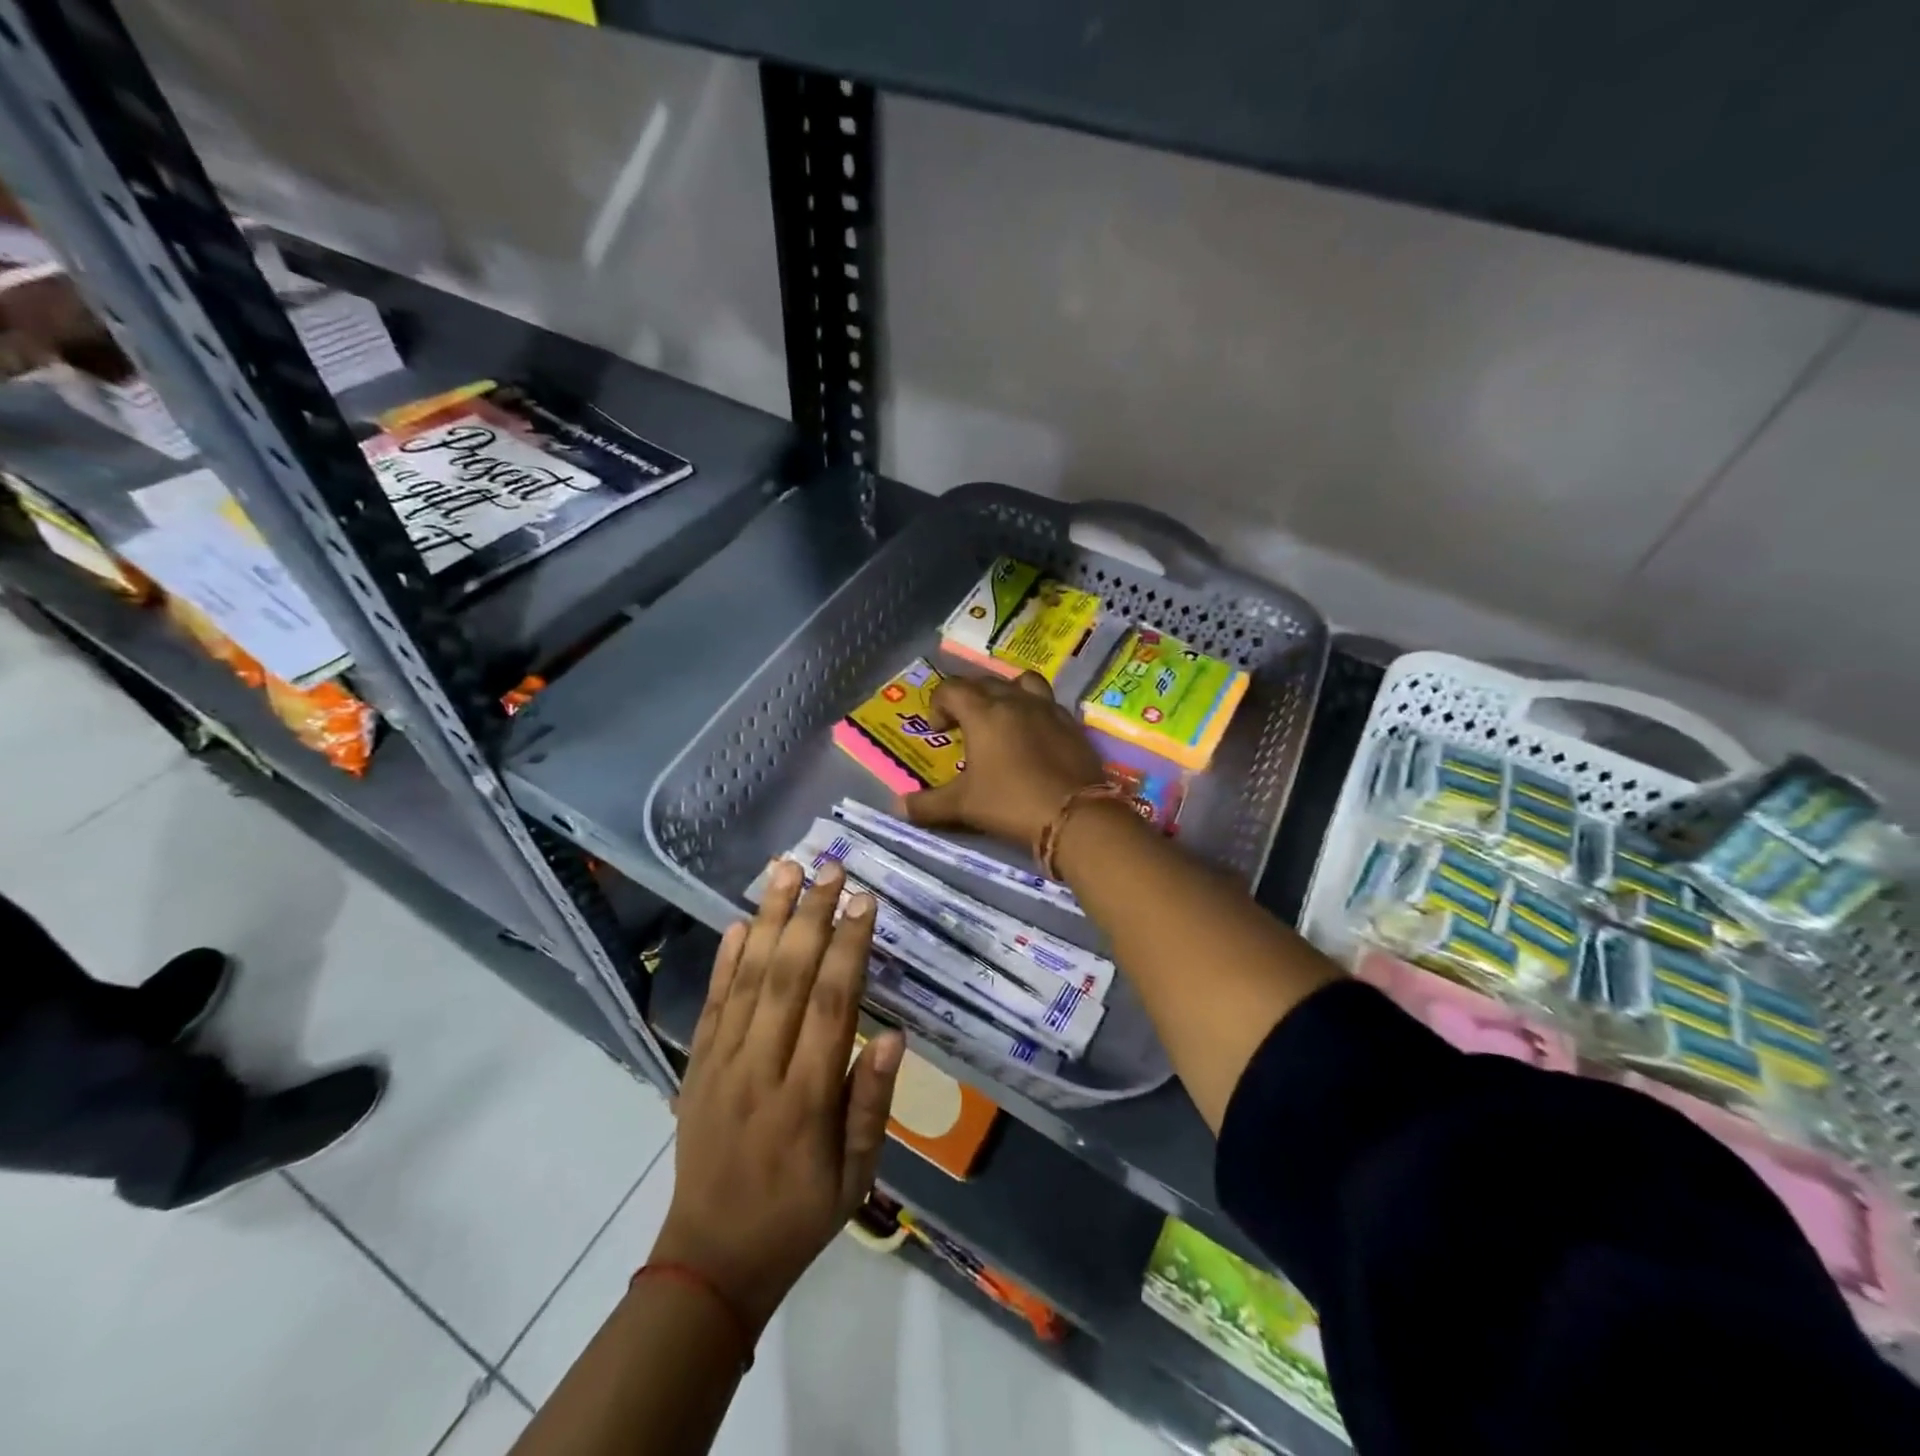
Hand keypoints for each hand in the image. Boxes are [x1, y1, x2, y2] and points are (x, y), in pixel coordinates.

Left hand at [652, 861, 903, 1332]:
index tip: (864, 901)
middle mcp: (760, 1070)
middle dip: (811, 916)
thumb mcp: (856, 1176)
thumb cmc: (799, 1216)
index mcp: (805, 1099)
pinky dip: (724, 961)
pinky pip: (711, 1005)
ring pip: (747, 980)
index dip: (849, 947)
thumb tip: (892, 1034)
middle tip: (830, 866)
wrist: (710, 1261)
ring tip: (786, 870)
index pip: (831, 1005)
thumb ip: (871, 1103)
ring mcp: (720, 1066)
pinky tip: (738, 923)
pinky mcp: (695, 1069)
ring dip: (769, 920)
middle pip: (786, 978)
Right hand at [903, 672, 1105, 847]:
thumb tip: (897, 806)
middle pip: (984, 682)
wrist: (1076, 816)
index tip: (938, 730)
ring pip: (1020, 682)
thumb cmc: (1011, 803)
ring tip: (1001, 718)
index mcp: (984, 712)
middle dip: (967, 698)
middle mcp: (1015, 700)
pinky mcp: (1072, 723)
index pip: (951, 688)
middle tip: (963, 726)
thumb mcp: (963, 806)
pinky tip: (1033, 736)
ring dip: (1005, 693)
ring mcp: (1047, 708)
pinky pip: (1047, 702)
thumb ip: (928, 804)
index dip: (938, 704)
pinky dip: (1033, 710)